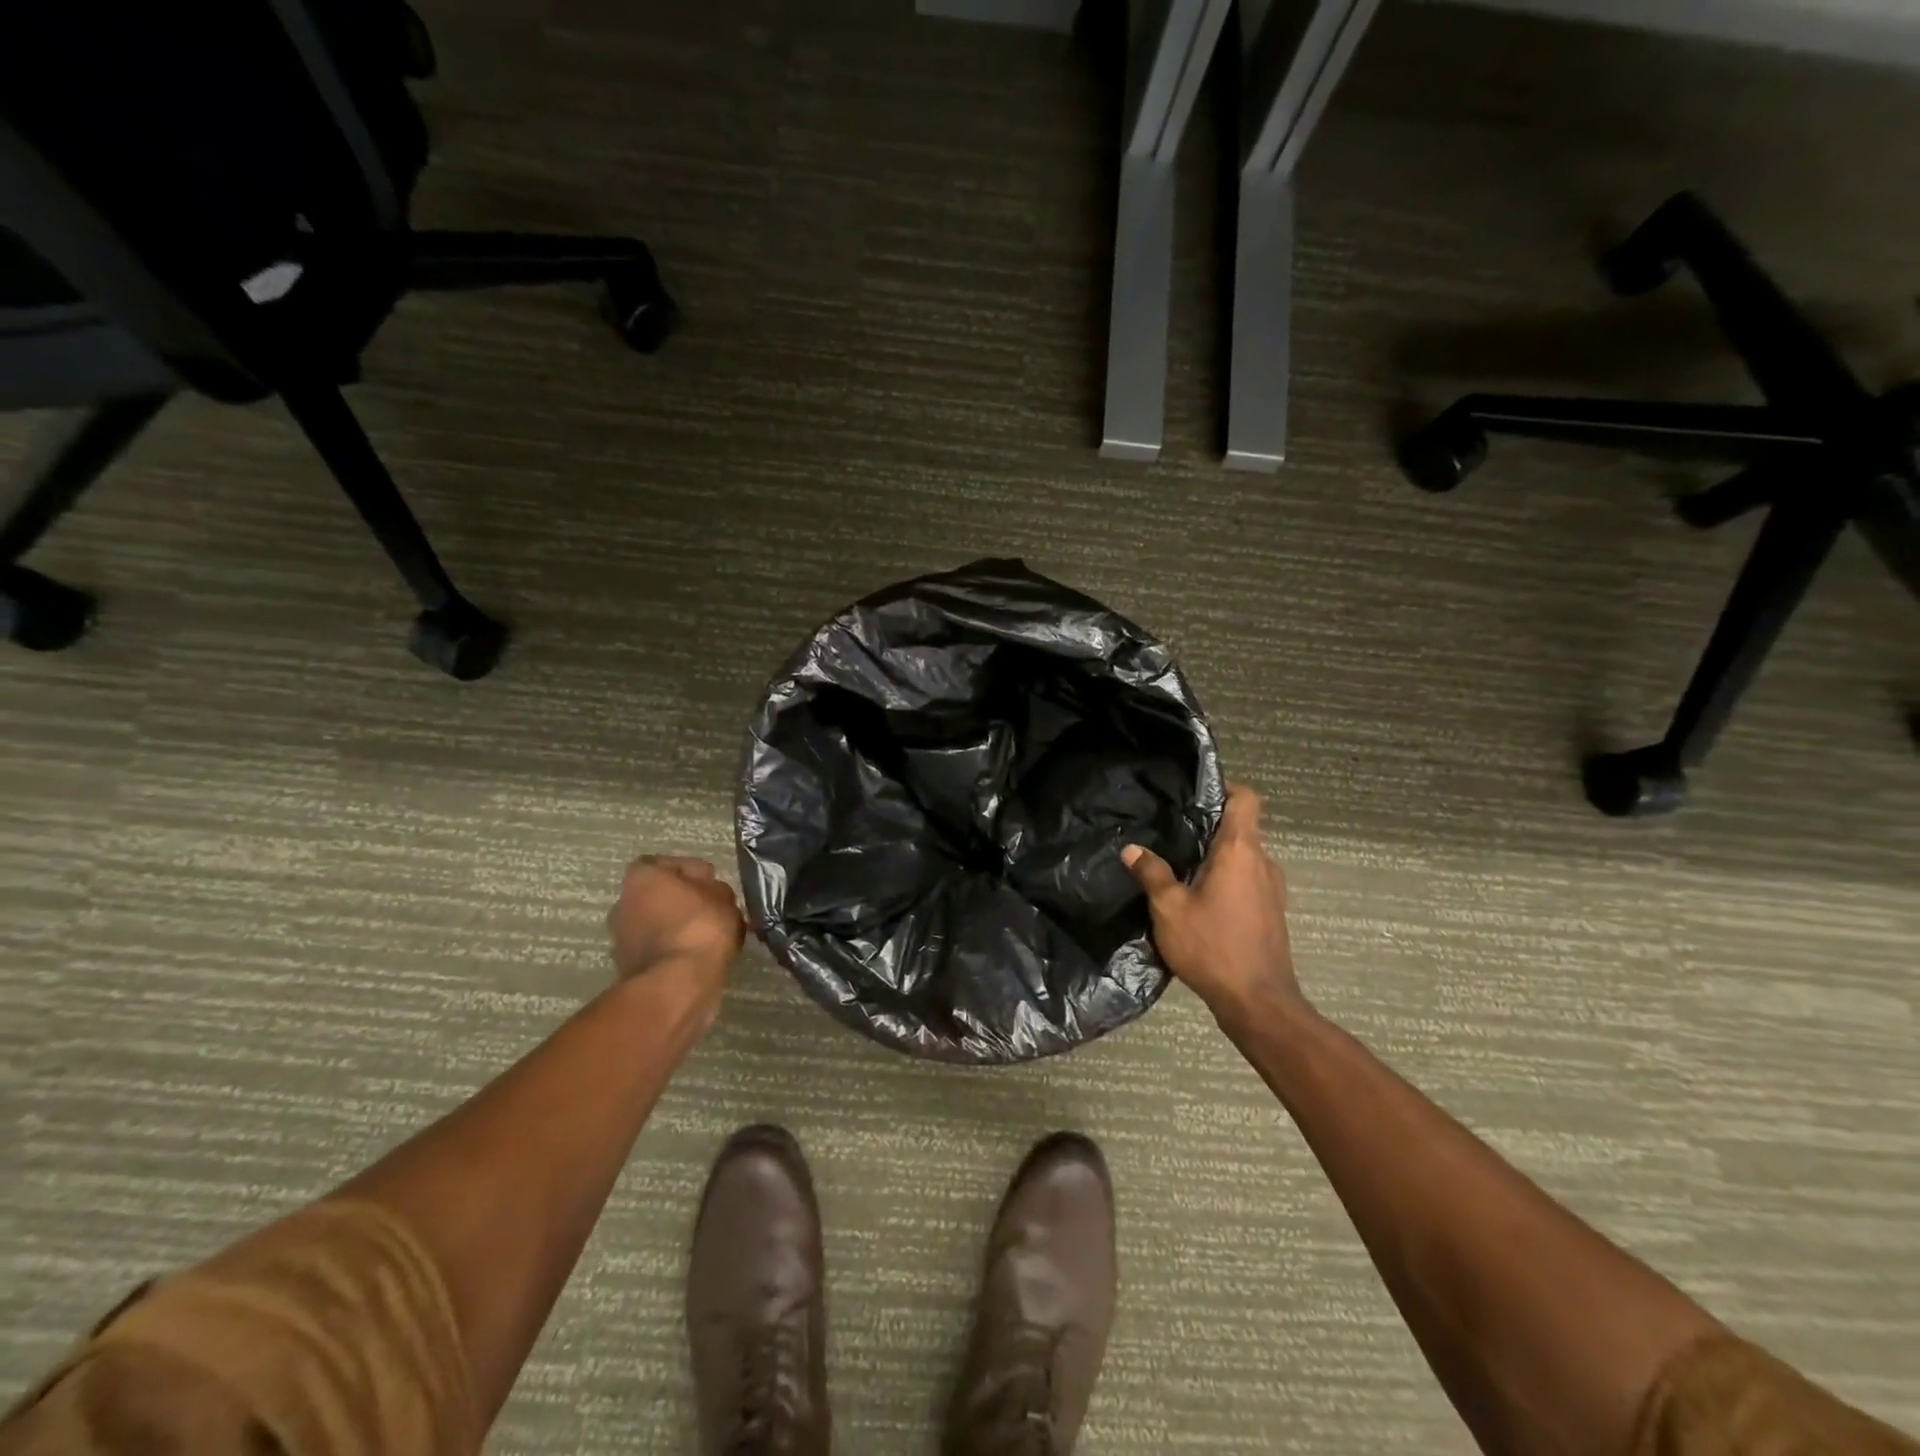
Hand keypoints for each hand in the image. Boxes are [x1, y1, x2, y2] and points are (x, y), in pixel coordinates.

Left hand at [607, 857, 745, 996]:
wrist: (677, 984)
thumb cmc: (700, 926)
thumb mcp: (723, 896)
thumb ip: (716, 889)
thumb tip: (712, 895)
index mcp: (641, 877)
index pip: (666, 864)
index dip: (692, 872)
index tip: (712, 884)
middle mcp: (623, 904)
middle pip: (660, 895)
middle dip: (684, 901)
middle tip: (713, 910)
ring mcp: (622, 938)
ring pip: (659, 924)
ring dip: (680, 927)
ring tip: (712, 936)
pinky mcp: (630, 968)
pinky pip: (660, 949)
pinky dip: (677, 950)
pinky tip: (701, 956)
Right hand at [1122, 784, 1304, 1027]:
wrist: (1258, 1002)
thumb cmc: (1212, 946)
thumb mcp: (1168, 908)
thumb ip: (1151, 873)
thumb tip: (1132, 848)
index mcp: (1240, 850)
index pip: (1246, 798)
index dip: (1223, 788)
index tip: (1194, 794)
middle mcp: (1262, 862)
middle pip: (1240, 827)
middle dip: (1208, 827)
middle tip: (1171, 832)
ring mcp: (1271, 889)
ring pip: (1242, 857)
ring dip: (1215, 857)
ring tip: (1179, 866)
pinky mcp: (1271, 912)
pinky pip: (1246, 880)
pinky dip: (1225, 880)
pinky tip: (1197, 899)